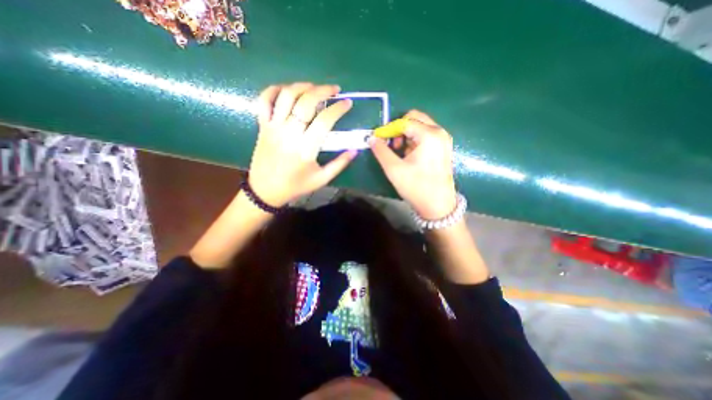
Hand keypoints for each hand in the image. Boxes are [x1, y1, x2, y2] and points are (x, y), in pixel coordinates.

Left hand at [249, 82, 358, 206]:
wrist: (265, 191)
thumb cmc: (296, 186)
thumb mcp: (321, 179)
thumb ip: (339, 164)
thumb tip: (354, 150)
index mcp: (305, 149)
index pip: (325, 120)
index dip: (338, 108)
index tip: (347, 103)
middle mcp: (289, 133)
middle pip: (306, 102)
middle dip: (323, 90)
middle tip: (334, 89)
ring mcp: (273, 127)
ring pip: (286, 96)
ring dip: (302, 86)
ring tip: (314, 87)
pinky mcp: (262, 126)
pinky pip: (264, 101)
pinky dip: (273, 90)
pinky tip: (286, 90)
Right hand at [367, 111, 455, 219]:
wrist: (438, 205)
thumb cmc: (416, 187)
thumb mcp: (394, 169)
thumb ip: (381, 151)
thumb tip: (371, 138)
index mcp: (429, 135)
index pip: (404, 121)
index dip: (388, 129)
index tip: (379, 140)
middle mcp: (439, 132)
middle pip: (414, 119)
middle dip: (399, 129)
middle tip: (392, 146)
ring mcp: (443, 139)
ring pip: (420, 127)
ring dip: (406, 136)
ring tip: (401, 153)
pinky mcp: (443, 147)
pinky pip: (426, 135)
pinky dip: (414, 141)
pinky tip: (410, 156)